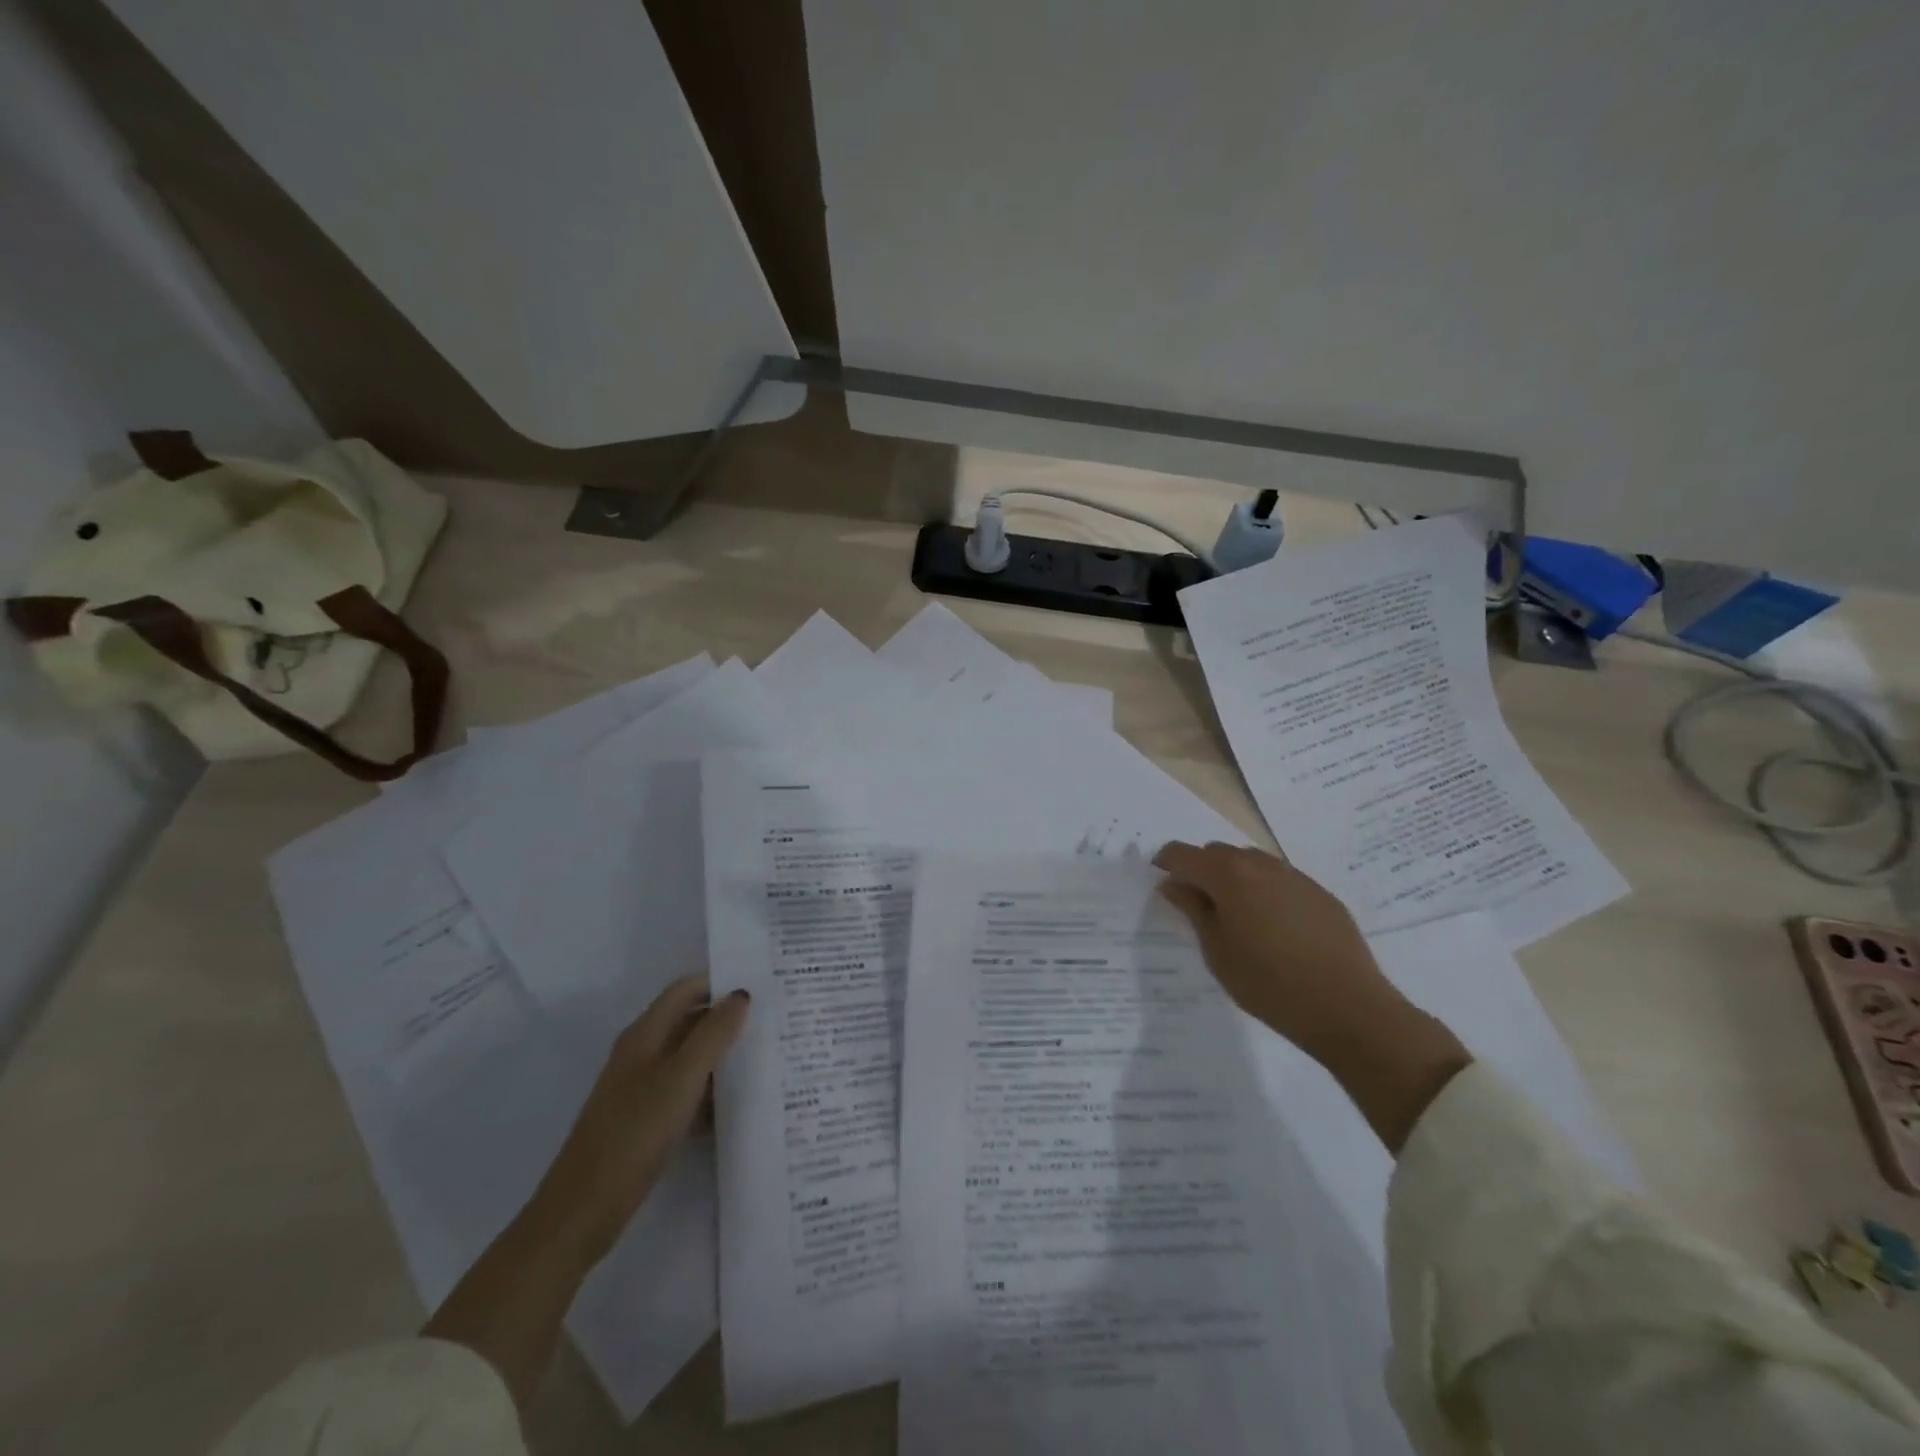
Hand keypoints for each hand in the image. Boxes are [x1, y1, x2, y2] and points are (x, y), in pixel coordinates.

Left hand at [424, 976, 749, 1403]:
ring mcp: (640, 1092)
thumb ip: (711, 1039)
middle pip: (691, 1017)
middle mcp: (640, 1055)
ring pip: (691, 1055)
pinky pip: (688, 1090)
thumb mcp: (675, 1088)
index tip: (765, 972)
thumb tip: (742, 995)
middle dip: (729, 1012)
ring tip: (769, 1052)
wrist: (567, 1229)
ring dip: (723, 1051)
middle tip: (778, 1013)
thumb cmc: (622, 1149)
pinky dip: (713, 1088)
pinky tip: (741, 1104)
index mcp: (644, 1037)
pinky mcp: (643, 1126)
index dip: (722, 974)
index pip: (689, 986)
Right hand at [1152, 840, 1394, 1055]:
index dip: (1166, 864)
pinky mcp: (1320, 893)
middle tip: (1198, 908)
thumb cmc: (1268, 984)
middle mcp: (1260, 864)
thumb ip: (1193, 911)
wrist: (1348, 1007)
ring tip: (1236, 919)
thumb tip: (1173, 885)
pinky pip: (1280, 880)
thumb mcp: (1217, 952)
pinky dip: (1265, 892)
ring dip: (1234, 879)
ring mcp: (1294, 876)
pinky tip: (1274, 930)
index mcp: (1227, 875)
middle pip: (1217, 852)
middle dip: (1201, 871)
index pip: (1182, 853)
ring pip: (1251, 863)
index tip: (1162, 885)